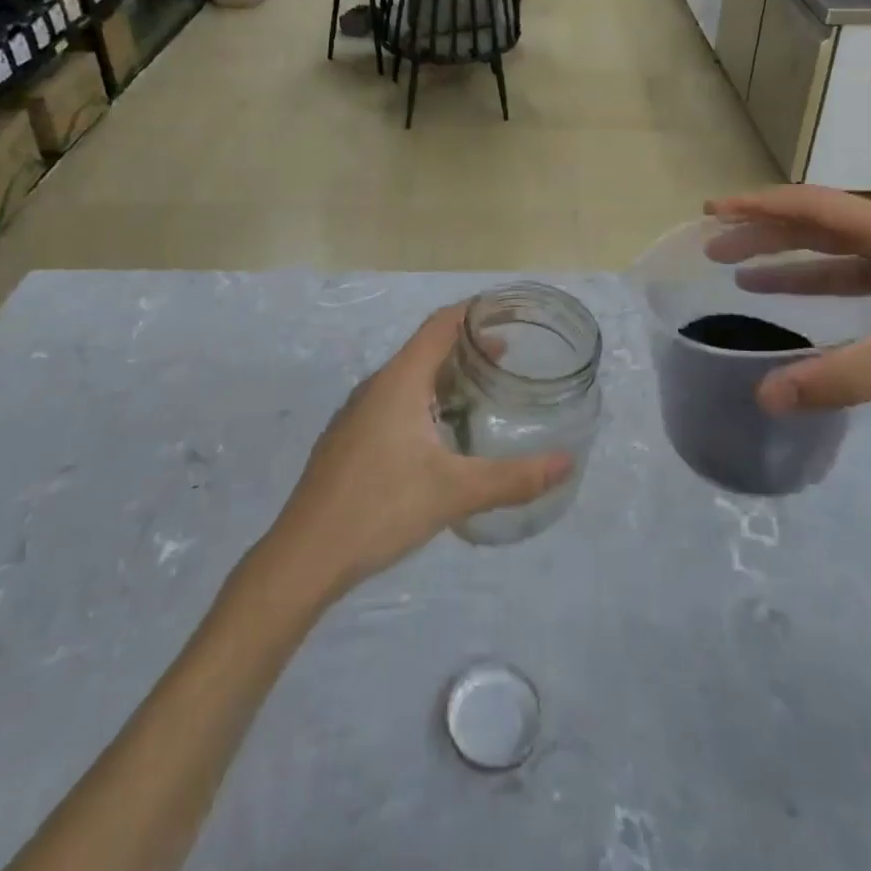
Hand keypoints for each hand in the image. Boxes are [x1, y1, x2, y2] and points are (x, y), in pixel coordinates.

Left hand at [266, 305, 572, 597]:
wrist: (304, 557)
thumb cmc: (380, 508)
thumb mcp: (455, 492)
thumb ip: (513, 478)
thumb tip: (567, 463)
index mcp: (399, 381)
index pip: (440, 325)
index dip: (473, 313)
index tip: (507, 313)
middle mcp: (376, 387)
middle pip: (425, 349)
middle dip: (466, 348)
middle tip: (508, 359)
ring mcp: (357, 414)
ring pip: (408, 379)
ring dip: (444, 377)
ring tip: (480, 394)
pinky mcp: (348, 440)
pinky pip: (393, 402)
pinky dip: (424, 401)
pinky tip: (439, 436)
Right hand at [705, 186, 870, 416]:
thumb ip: (835, 378)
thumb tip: (764, 396)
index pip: (807, 206)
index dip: (755, 206)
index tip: (711, 211)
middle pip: (814, 226)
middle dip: (761, 235)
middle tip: (713, 248)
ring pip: (835, 255)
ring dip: (789, 262)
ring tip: (741, 276)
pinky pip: (858, 281)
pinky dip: (823, 288)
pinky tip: (805, 309)